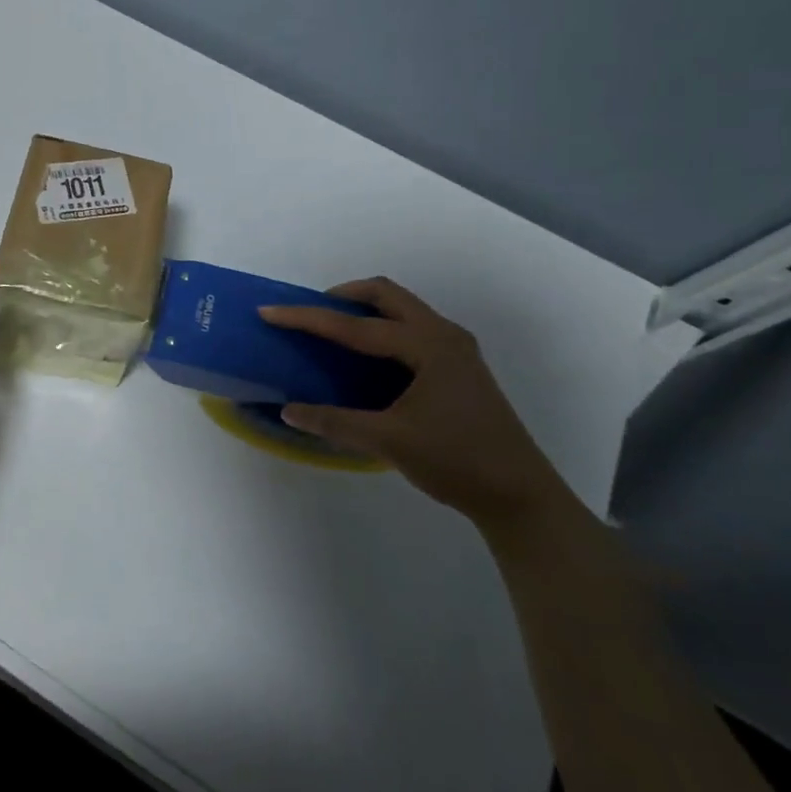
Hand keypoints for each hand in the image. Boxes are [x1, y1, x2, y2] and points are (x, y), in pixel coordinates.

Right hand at [260, 277, 571, 535]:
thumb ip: (335, 422)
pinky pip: (412, 328)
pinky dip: (382, 328)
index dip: (307, 317)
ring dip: (365, 310)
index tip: (269, 311)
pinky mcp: (459, 367)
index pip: (355, 325)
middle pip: (386, 294)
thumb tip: (288, 411)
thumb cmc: (457, 461)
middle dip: (342, 296)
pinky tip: (367, 359)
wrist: (521, 497)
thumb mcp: (389, 441)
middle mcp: (443, 335)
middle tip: (310, 314)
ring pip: (402, 309)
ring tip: (333, 331)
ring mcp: (456, 350)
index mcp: (427, 345)